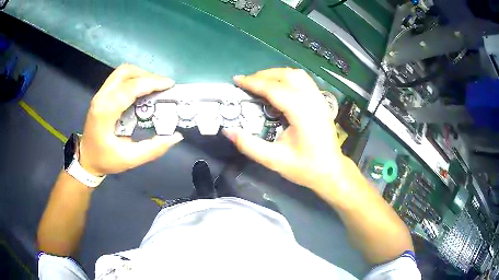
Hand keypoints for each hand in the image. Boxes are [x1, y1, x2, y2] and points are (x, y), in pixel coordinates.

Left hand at [79, 64, 183, 175]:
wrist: (86, 158)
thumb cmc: (105, 159)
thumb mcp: (130, 159)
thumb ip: (153, 149)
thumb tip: (176, 136)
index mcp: (105, 112)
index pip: (130, 88)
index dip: (151, 83)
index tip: (170, 85)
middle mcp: (101, 98)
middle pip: (126, 73)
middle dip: (148, 76)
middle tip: (163, 87)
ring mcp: (100, 94)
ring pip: (123, 72)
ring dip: (141, 74)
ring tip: (154, 86)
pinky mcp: (102, 94)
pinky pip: (119, 77)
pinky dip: (134, 78)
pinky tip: (142, 88)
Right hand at [225, 68, 353, 198]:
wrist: (331, 171)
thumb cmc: (305, 168)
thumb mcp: (274, 160)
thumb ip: (249, 145)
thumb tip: (228, 131)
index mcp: (302, 113)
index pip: (274, 89)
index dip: (253, 82)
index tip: (237, 80)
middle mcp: (313, 101)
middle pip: (287, 75)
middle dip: (263, 75)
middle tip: (246, 82)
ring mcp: (320, 99)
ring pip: (297, 74)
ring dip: (277, 74)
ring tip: (261, 82)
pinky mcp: (321, 102)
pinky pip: (304, 80)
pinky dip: (288, 78)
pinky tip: (279, 87)